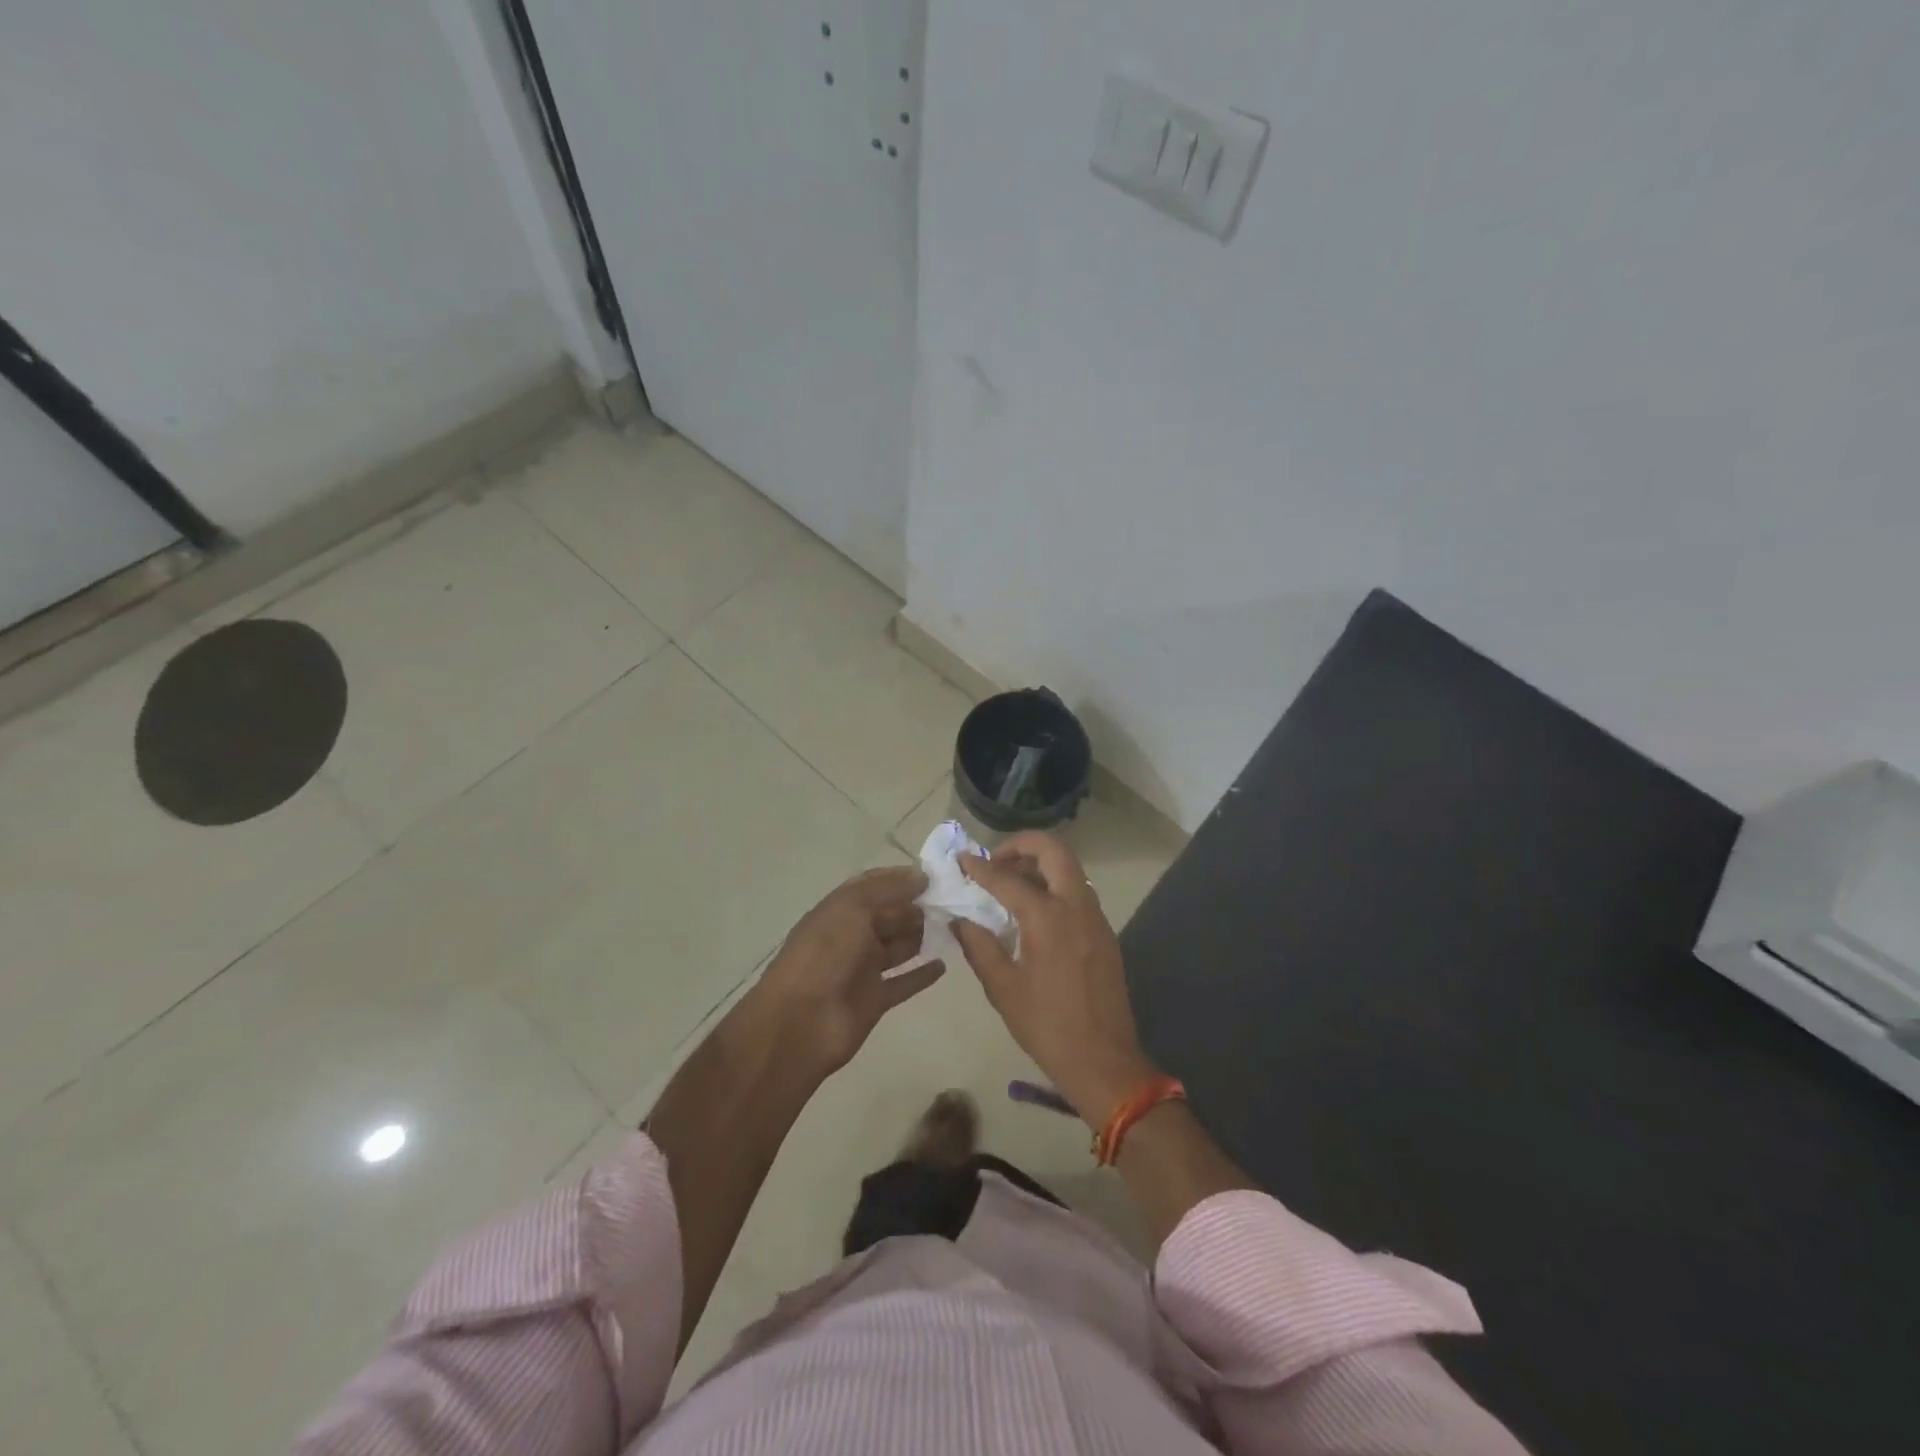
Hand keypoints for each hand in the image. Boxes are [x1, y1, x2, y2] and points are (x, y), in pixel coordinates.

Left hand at [753, 866, 944, 1076]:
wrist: (799, 1022)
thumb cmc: (824, 955)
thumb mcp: (853, 908)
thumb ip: (888, 889)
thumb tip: (922, 876)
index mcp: (840, 910)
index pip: (873, 886)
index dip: (901, 879)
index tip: (934, 876)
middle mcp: (852, 936)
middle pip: (889, 916)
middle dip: (916, 907)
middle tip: (952, 902)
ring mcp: (863, 969)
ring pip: (898, 947)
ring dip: (921, 936)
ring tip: (954, 926)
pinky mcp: (875, 1000)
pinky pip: (903, 982)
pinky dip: (922, 975)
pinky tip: (943, 965)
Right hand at [953, 833, 1160, 1127]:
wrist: (1104, 1061)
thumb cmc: (1047, 1026)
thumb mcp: (1002, 987)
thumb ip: (978, 945)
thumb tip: (959, 919)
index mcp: (1048, 917)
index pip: (1007, 878)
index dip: (980, 868)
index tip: (962, 860)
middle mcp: (1076, 906)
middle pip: (1054, 850)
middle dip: (1022, 845)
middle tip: (996, 861)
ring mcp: (1095, 917)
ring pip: (1070, 868)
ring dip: (1040, 864)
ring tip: (1010, 883)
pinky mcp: (1104, 933)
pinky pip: (1078, 892)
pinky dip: (1054, 885)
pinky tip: (1033, 912)